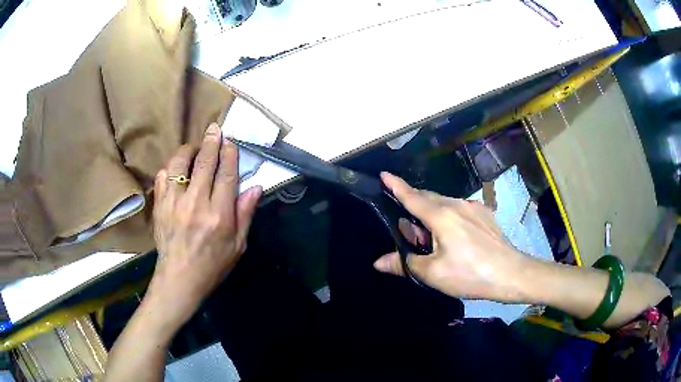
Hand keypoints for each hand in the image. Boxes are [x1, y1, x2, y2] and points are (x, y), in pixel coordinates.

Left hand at [147, 123, 261, 329]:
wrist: (180, 278)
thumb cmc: (213, 264)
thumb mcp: (238, 245)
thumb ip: (246, 214)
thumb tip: (256, 187)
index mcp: (219, 215)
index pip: (227, 175)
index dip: (230, 154)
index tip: (230, 142)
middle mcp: (196, 204)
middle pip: (204, 163)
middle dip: (211, 142)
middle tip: (215, 129)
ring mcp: (174, 203)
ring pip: (179, 165)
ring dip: (188, 150)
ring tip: (194, 147)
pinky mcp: (159, 206)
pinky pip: (162, 178)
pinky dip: (169, 169)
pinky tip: (175, 169)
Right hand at [374, 173, 528, 301]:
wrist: (511, 273)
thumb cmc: (470, 274)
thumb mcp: (433, 273)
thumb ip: (404, 264)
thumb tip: (378, 262)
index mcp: (441, 216)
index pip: (412, 197)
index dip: (396, 186)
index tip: (384, 174)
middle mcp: (457, 204)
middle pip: (428, 198)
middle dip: (414, 207)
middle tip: (409, 231)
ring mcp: (473, 207)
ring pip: (444, 204)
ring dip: (432, 215)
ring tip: (433, 240)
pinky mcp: (485, 213)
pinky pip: (460, 209)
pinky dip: (449, 217)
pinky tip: (455, 237)